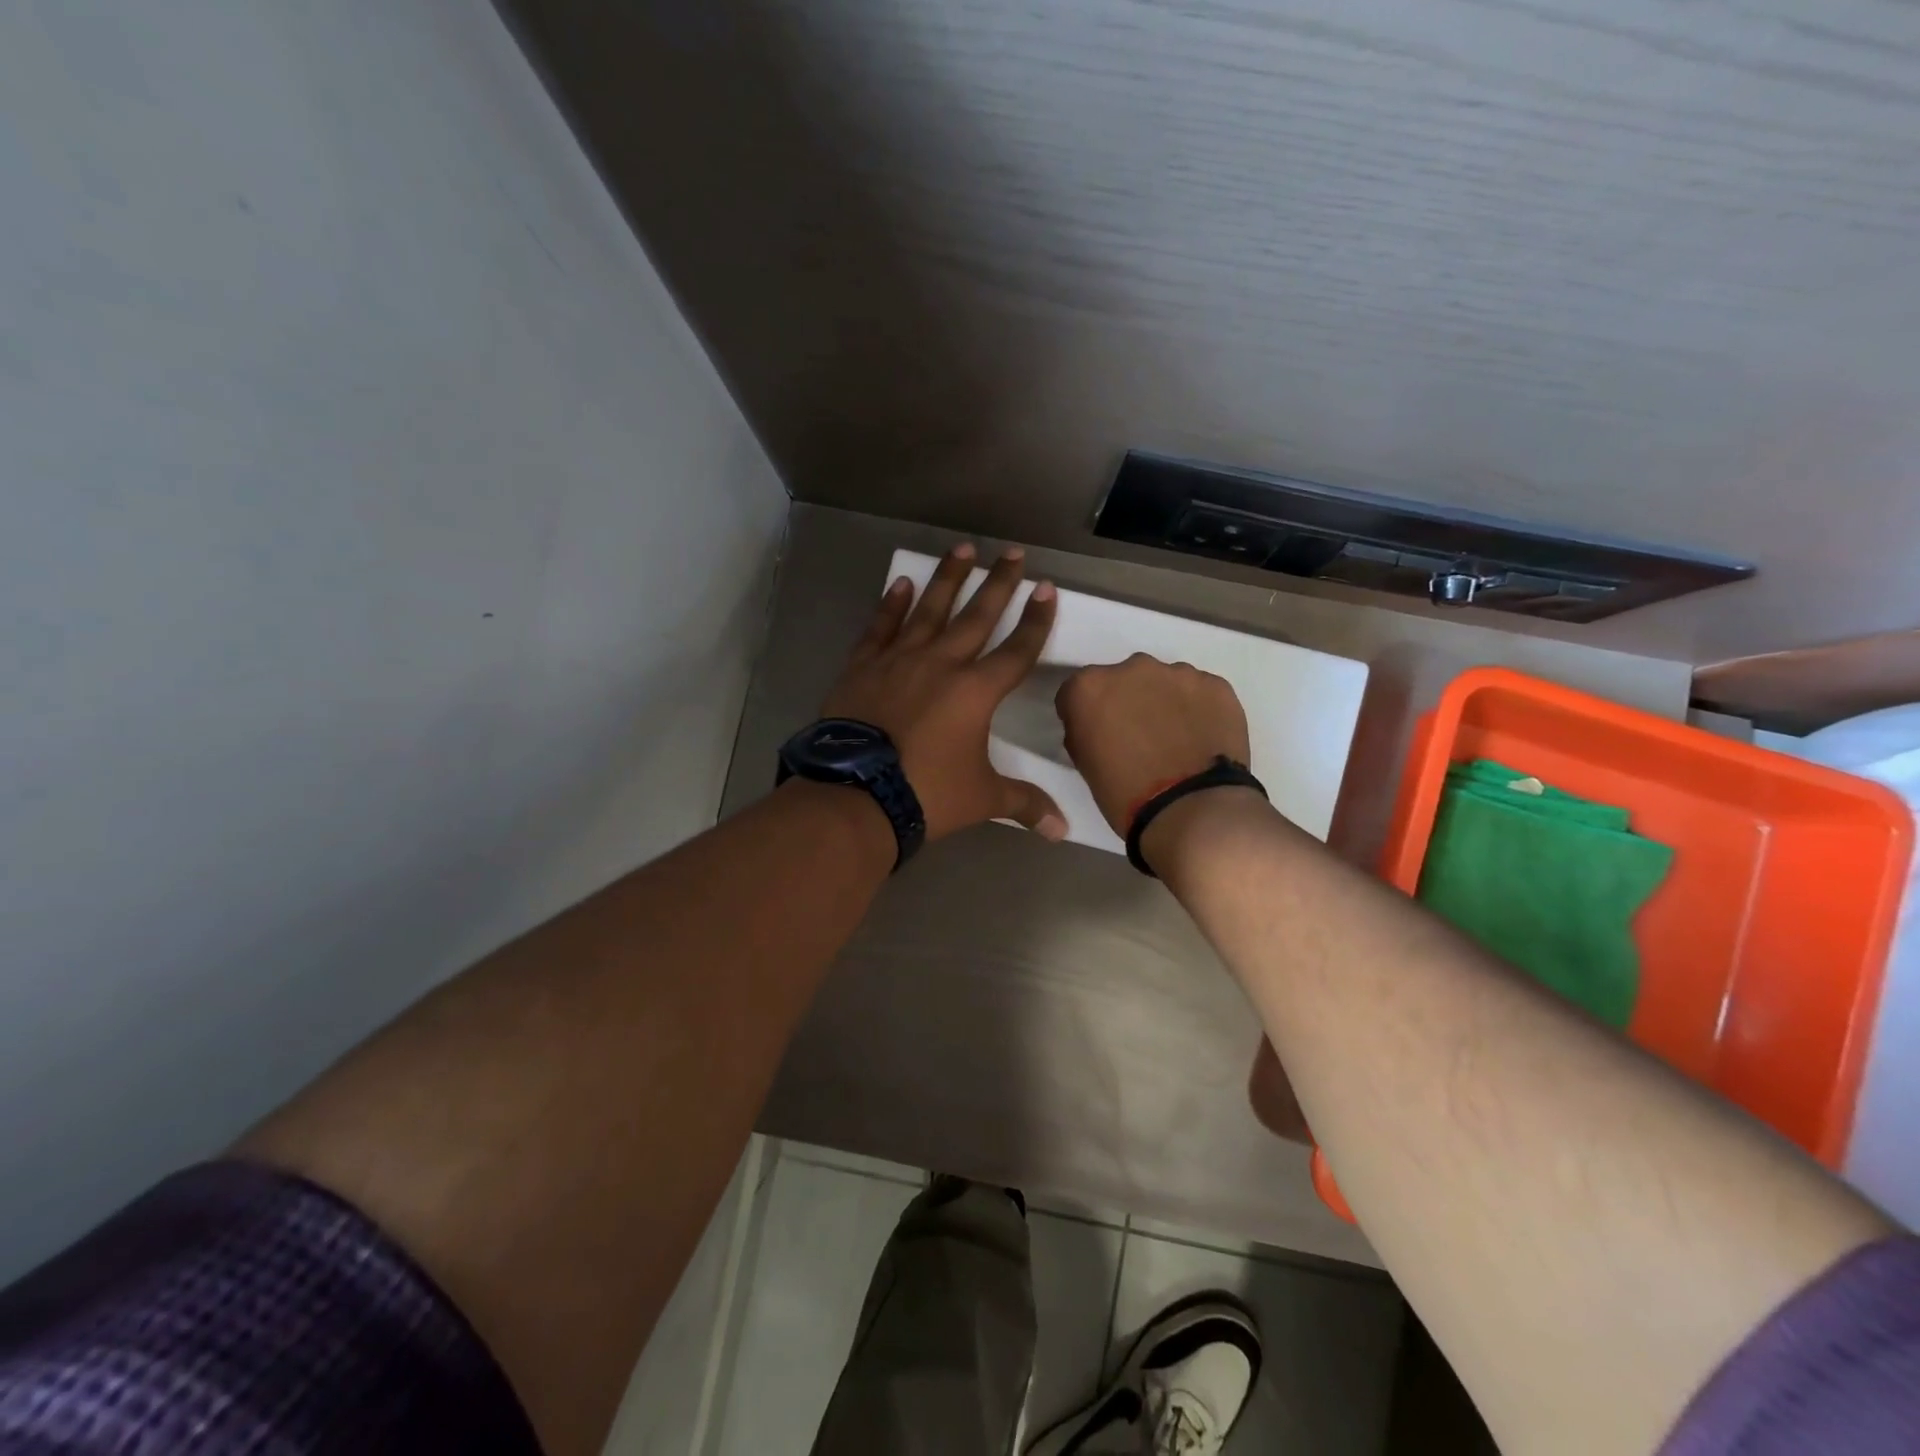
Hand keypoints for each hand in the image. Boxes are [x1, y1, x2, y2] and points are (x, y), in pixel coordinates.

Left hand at [819, 543, 1066, 842]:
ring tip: (962, 549)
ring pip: (930, 610)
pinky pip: (881, 627)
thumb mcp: (982, 798)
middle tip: (1012, 552)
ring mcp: (900, 660)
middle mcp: (942, 663)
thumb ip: (1024, 804)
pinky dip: (892, 605)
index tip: (1046, 588)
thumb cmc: (927, 793)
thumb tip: (1062, 831)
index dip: (1035, 620)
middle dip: (998, 583)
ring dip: (948, 579)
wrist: (856, 795)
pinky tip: (903, 583)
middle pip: (977, 616)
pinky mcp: (864, 667)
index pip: (1017, 650)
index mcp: (976, 692)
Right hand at [1054, 653, 1251, 836]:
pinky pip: (1200, 692)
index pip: (1077, 692)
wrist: (1192, 810)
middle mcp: (1131, 668)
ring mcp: (1178, 673)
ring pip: (1165, 682)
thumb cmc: (1126, 795)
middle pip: (1123, 679)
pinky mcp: (1216, 685)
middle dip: (1127, 701)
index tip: (1096, 735)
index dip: (1086, 714)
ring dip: (1164, 703)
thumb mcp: (1086, 765)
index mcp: (1090, 688)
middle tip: (1138, 737)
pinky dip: (1198, 710)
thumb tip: (1100, 726)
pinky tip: (1202, 740)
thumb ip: (1086, 731)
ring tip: (1176, 741)